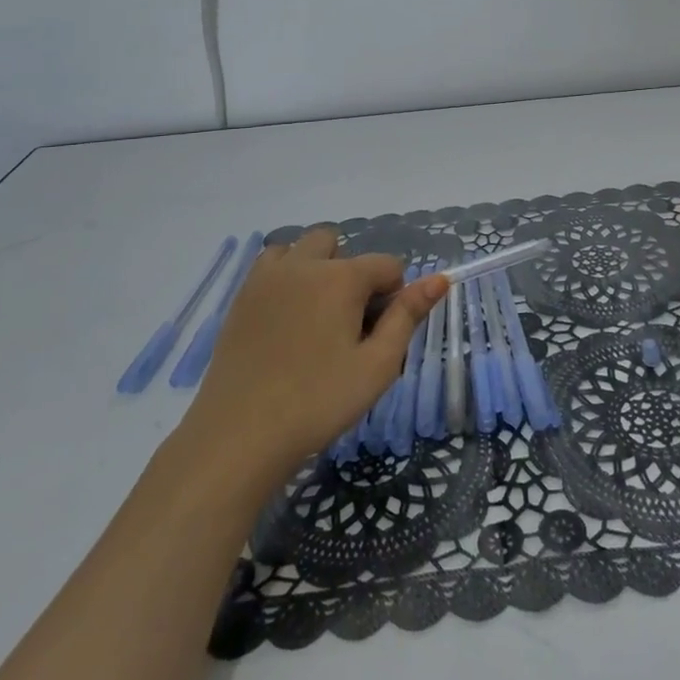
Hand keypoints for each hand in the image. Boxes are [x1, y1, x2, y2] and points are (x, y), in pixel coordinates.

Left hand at [184, 227, 446, 487]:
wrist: (239, 435)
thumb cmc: (318, 402)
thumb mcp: (377, 365)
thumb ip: (408, 316)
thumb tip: (440, 278)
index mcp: (341, 277)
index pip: (386, 264)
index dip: (393, 296)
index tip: (379, 335)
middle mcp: (304, 264)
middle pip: (340, 244)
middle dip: (352, 272)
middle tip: (347, 323)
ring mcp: (267, 277)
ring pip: (301, 248)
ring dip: (316, 268)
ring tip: (315, 316)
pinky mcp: (241, 296)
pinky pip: (271, 265)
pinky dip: (285, 277)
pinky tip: (285, 320)